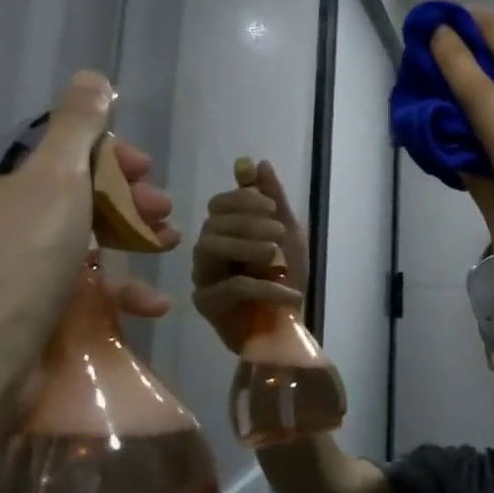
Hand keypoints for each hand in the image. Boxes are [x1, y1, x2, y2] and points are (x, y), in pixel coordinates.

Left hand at [0, 72, 177, 417]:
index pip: (52, 151)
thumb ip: (78, 124)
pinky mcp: (16, 318)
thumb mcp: (55, 176)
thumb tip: (91, 76)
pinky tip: (151, 302)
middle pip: (70, 195)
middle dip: (125, 199)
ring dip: (130, 240)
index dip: (106, 156)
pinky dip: (112, 291)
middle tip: (163, 209)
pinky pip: (71, 290)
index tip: (144, 169)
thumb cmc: (17, 258)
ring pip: (77, 241)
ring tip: (169, 245)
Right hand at [190, 158, 307, 353]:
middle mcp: (206, 250)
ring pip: (210, 247)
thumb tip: (256, 163)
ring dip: (247, 245)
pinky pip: (232, 287)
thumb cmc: (285, 279)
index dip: (244, 200)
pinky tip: (290, 293)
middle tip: (278, 234)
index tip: (272, 209)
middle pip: (213, 223)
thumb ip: (273, 199)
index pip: (219, 203)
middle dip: (248, 222)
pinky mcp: (207, 305)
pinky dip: (265, 286)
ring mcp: (203, 277)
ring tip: (275, 256)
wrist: (288, 329)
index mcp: (223, 230)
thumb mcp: (288, 234)